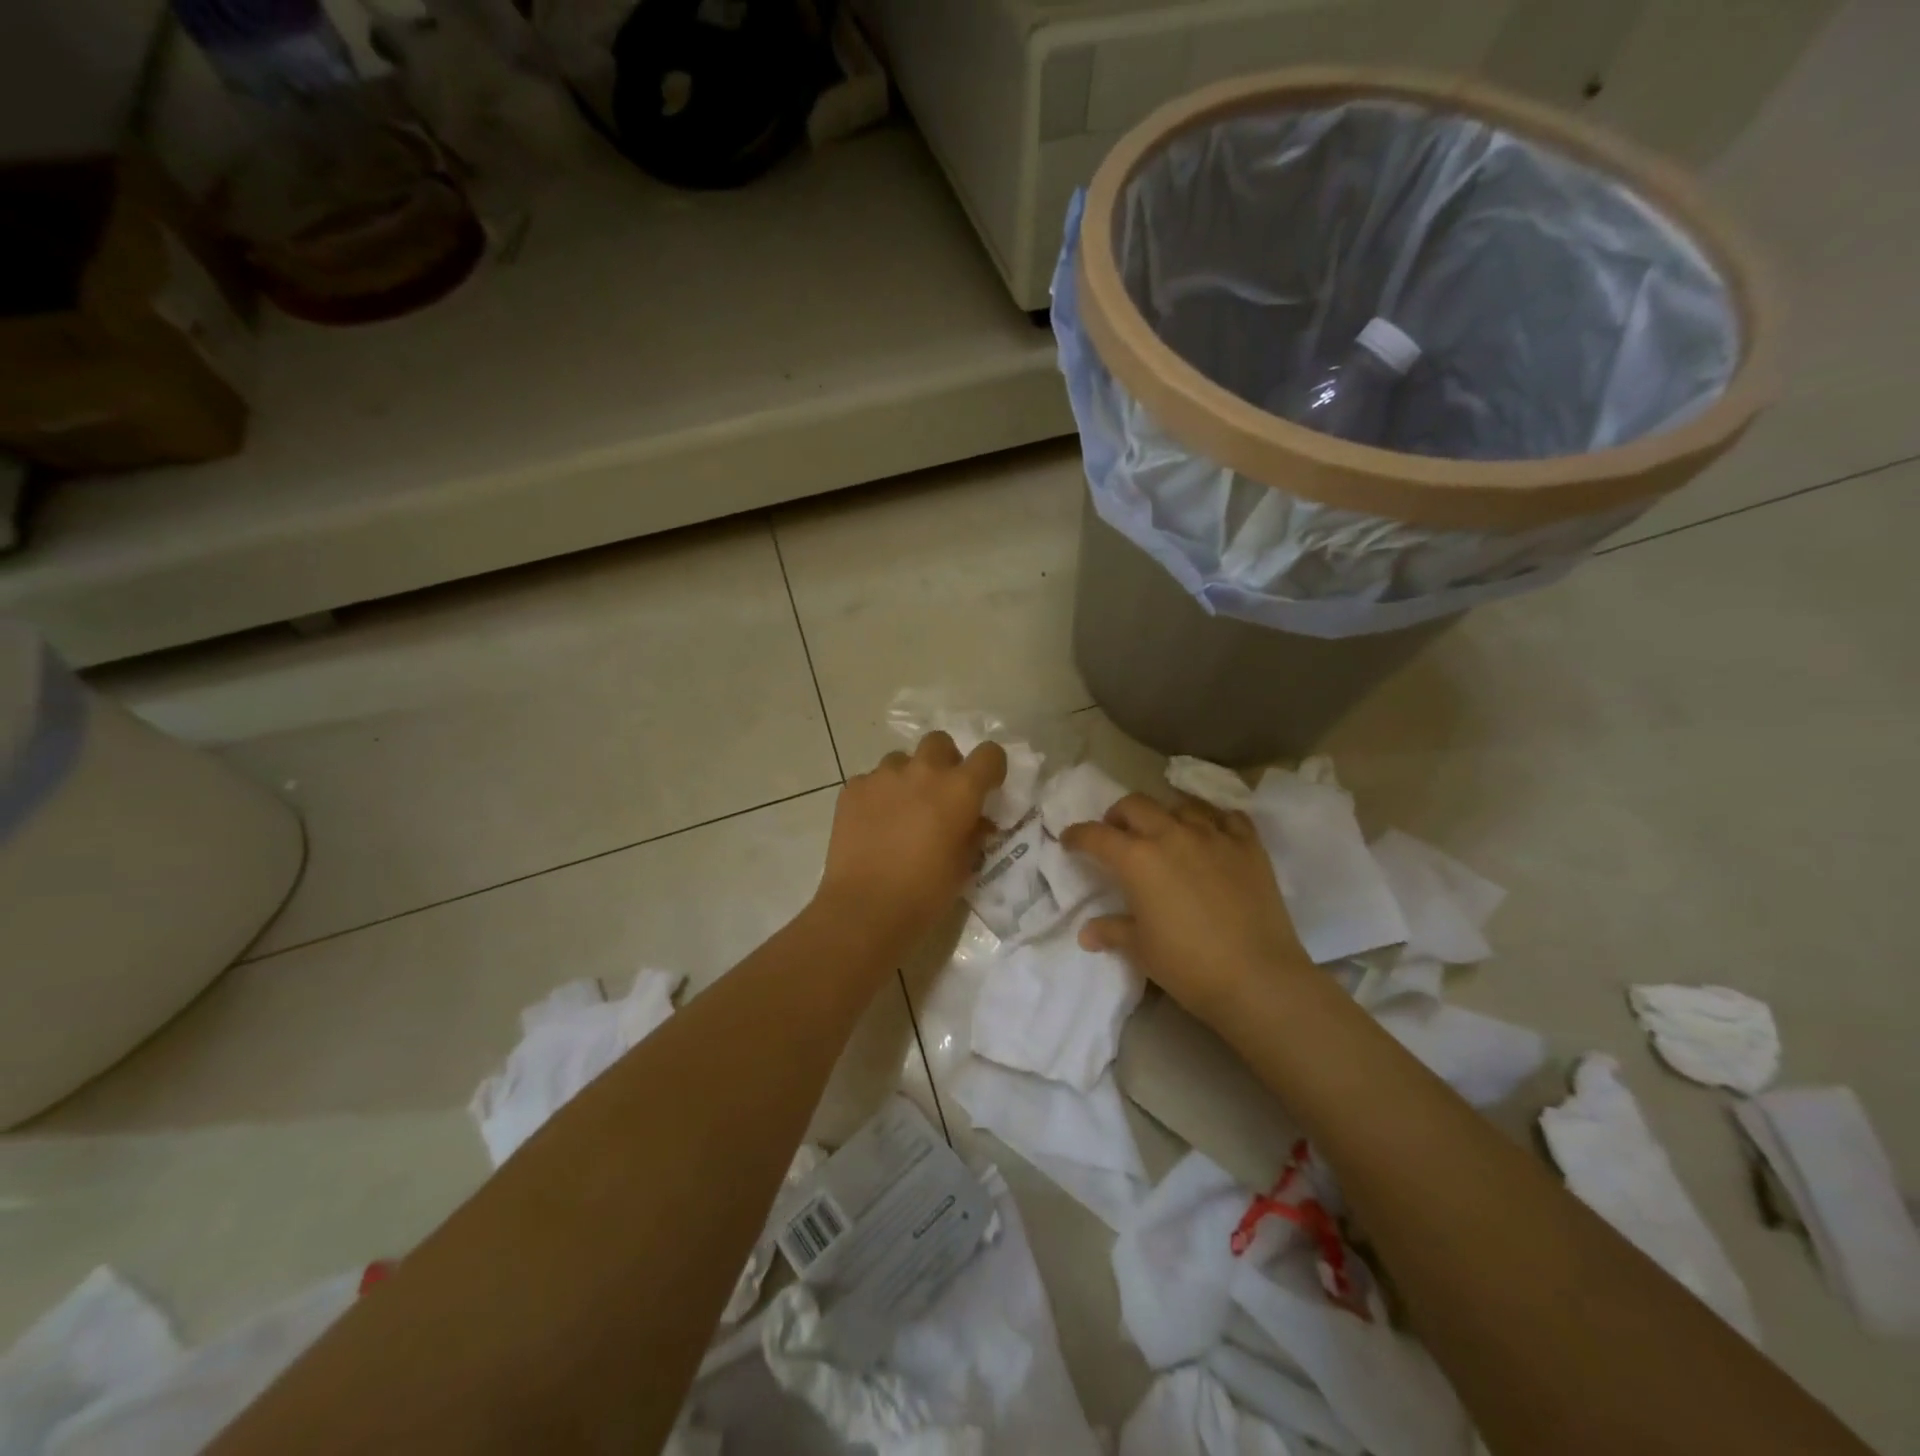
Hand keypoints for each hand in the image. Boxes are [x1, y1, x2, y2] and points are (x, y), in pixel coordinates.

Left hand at [815, 732, 1006, 950]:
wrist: (865, 909)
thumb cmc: (925, 893)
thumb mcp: (964, 866)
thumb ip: (973, 833)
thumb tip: (976, 821)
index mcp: (959, 789)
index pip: (989, 754)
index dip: (990, 768)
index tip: (985, 787)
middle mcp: (923, 771)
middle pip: (939, 742)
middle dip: (944, 761)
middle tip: (939, 793)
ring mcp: (883, 776)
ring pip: (901, 760)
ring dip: (907, 777)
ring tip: (901, 810)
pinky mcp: (853, 789)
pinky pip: (871, 780)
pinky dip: (877, 795)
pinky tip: (873, 824)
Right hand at [1063, 793, 1308, 1022]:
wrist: (1258, 978)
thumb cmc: (1188, 966)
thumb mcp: (1142, 950)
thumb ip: (1113, 931)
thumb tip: (1087, 933)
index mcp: (1138, 859)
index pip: (1096, 836)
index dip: (1077, 835)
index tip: (1069, 840)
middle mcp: (1172, 835)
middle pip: (1136, 805)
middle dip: (1118, 815)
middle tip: (1116, 833)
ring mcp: (1214, 836)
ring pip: (1182, 804)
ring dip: (1165, 814)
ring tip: (1165, 832)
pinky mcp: (1249, 845)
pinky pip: (1228, 816)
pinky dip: (1213, 820)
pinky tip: (1212, 834)